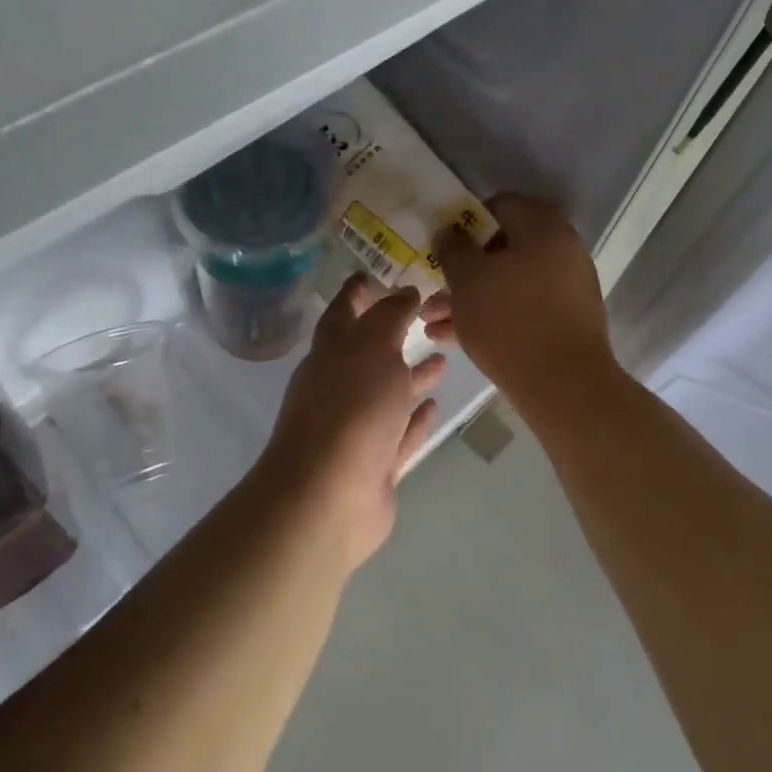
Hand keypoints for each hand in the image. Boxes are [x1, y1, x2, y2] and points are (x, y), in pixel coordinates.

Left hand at [256, 276, 445, 571]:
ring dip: (412, 375)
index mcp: (331, 352)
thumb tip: (404, 292)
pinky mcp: (375, 464)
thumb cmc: (350, 409)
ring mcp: (357, 428)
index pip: (344, 310)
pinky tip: (433, 406)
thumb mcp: (372, 347)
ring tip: (443, 358)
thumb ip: (391, 316)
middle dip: (393, 333)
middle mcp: (340, 386)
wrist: (327, 497)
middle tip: (425, 316)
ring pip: (388, 393)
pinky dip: (415, 419)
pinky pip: (399, 433)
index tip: (375, 274)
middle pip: (369, 352)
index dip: (358, 291)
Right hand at [427, 194, 614, 404]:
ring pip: (508, 282)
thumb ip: (453, 248)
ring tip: (431, 322)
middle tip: (432, 289)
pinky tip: (453, 338)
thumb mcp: (468, 279)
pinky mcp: (565, 321)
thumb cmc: (510, 320)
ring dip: (470, 298)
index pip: (499, 205)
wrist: (565, 386)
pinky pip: (521, 307)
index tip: (441, 245)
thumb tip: (449, 231)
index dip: (465, 222)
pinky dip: (491, 316)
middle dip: (462, 270)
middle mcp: (562, 249)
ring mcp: (567, 286)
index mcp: (543, 227)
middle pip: (502, 248)